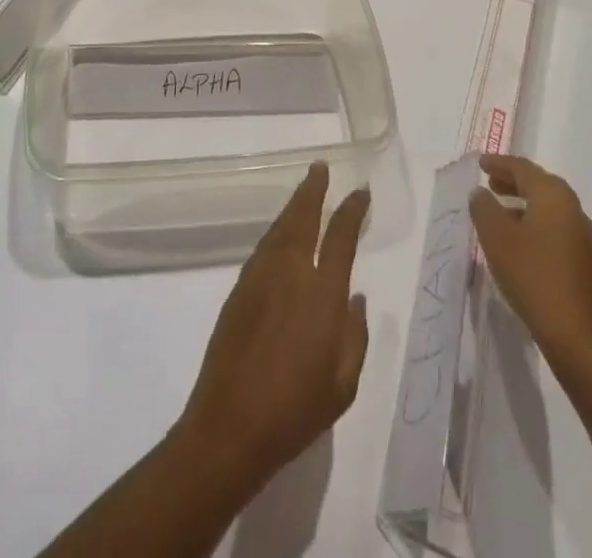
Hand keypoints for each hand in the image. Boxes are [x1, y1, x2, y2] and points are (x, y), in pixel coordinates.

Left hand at [175, 163, 371, 493]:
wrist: (230, 425)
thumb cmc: (295, 411)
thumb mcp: (343, 386)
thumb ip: (355, 337)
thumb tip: (356, 299)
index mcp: (322, 295)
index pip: (340, 238)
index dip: (352, 211)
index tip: (360, 193)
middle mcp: (290, 274)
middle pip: (303, 218)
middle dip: (314, 190)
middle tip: (321, 167)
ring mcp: (260, 278)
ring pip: (280, 228)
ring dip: (294, 205)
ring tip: (305, 191)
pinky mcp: (238, 289)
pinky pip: (263, 247)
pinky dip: (277, 230)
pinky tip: (282, 233)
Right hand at [468, 153, 591, 383]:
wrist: (579, 341)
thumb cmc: (534, 278)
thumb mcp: (497, 238)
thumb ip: (484, 208)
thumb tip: (481, 194)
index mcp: (554, 197)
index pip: (523, 168)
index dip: (500, 163)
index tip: (480, 163)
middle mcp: (573, 210)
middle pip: (539, 185)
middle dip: (513, 181)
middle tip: (489, 183)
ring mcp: (583, 239)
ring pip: (548, 208)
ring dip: (523, 204)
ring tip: (499, 211)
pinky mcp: (585, 264)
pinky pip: (555, 229)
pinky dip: (534, 224)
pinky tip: (518, 243)